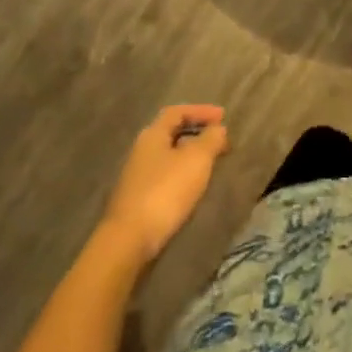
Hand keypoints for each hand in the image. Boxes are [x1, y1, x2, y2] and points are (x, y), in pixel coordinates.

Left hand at [99, 105, 229, 265]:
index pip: (178, 112)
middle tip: (220, 141)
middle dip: (197, 133)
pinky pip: (165, 176)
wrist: (128, 241)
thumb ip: (210, 139)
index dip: (201, 111)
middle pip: (172, 133)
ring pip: (169, 156)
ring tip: (211, 164)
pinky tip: (192, 187)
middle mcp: (142, 150)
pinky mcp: (137, 199)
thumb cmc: (165, 192)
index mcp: (153, 134)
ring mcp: (137, 176)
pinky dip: (182, 174)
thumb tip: (218, 128)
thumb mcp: (196, 160)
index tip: (223, 116)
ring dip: (190, 155)